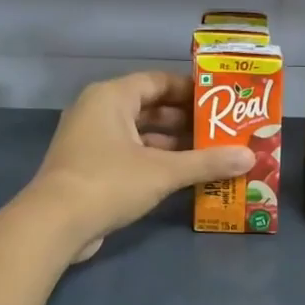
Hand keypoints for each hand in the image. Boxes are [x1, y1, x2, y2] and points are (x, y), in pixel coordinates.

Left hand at [26, 71, 253, 261]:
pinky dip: (155, 161)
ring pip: (140, 134)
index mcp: (111, 97)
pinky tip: (183, 175)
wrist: (55, 224)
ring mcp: (90, 140)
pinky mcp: (89, 167)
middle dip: (186, 120)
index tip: (220, 102)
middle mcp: (98, 111)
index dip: (190, 90)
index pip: (157, 81)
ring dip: (173, 144)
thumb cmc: (109, 182)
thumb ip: (207, 162)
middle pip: (150, 107)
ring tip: (210, 153)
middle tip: (221, 130)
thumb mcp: (163, 171)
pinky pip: (130, 154)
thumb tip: (249, 157)